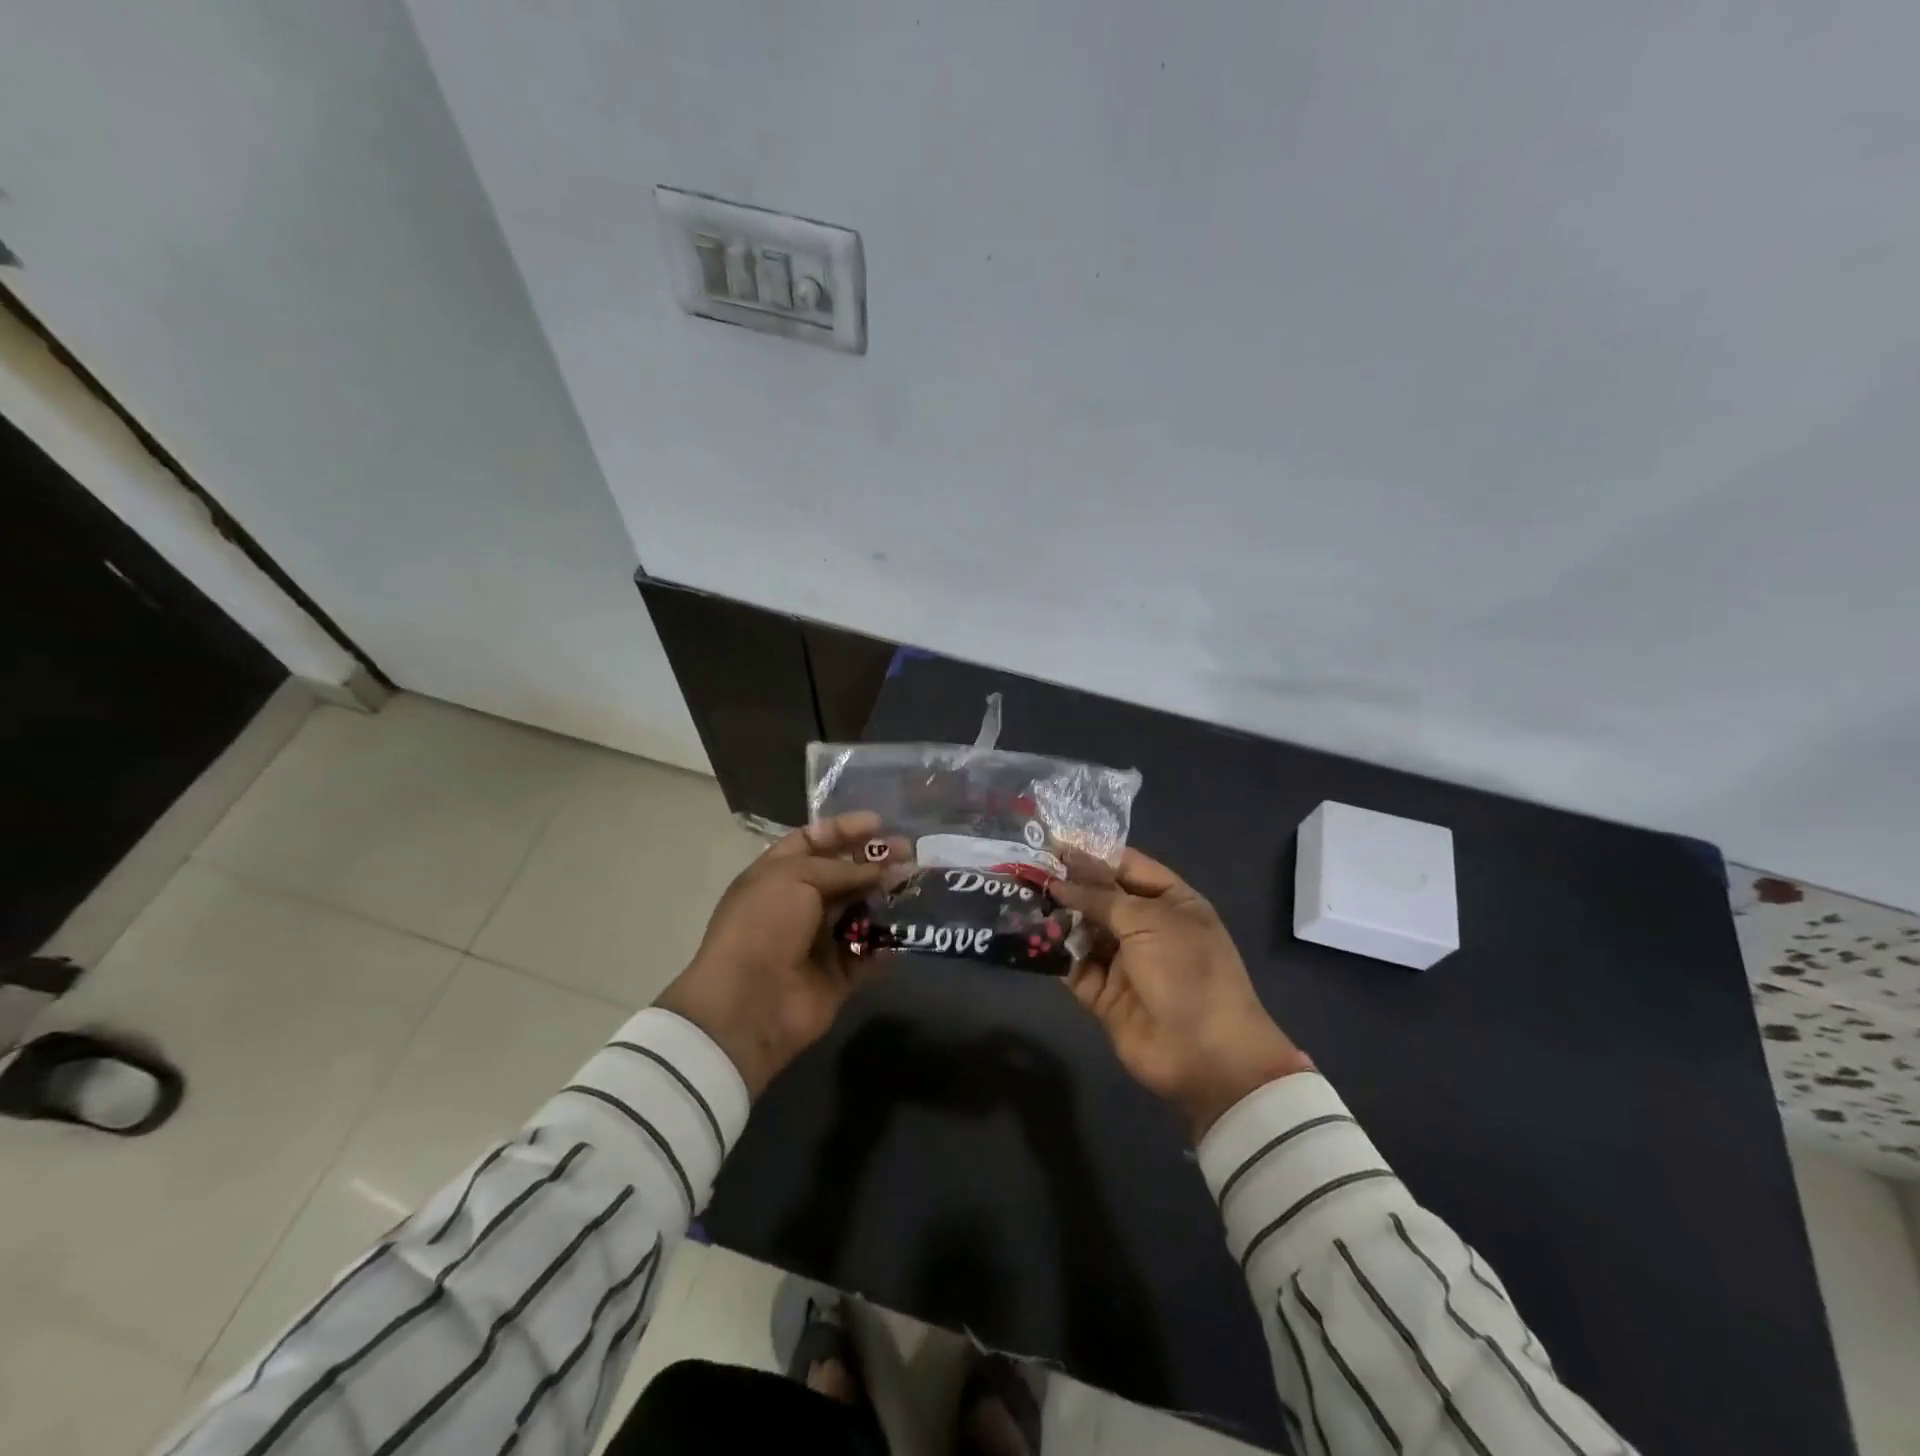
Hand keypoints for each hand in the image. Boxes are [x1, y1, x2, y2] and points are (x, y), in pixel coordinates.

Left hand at [657, 811, 890, 1097]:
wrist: (749, 1004)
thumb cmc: (764, 926)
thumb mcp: (795, 877)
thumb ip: (841, 869)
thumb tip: (880, 870)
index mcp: (776, 875)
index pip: (813, 841)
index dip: (844, 830)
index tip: (878, 823)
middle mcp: (797, 905)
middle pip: (842, 875)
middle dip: (874, 861)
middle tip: (909, 852)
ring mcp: (818, 941)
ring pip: (860, 911)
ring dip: (886, 897)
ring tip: (914, 883)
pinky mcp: (838, 976)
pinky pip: (869, 954)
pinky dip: (887, 942)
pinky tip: (909, 924)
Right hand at [1051, 848, 1312, 1140]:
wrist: (1206, 1056)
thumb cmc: (1186, 971)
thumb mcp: (1147, 921)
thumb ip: (1100, 897)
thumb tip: (1058, 880)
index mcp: (1170, 902)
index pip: (1126, 866)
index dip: (1091, 854)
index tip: (1051, 843)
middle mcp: (1146, 927)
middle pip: (1100, 898)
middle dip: (1067, 885)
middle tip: (1025, 869)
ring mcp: (1124, 962)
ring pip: (1083, 930)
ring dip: (1056, 917)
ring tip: (1020, 897)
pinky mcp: (1102, 994)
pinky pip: (1073, 966)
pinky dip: (1053, 953)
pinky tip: (1027, 936)